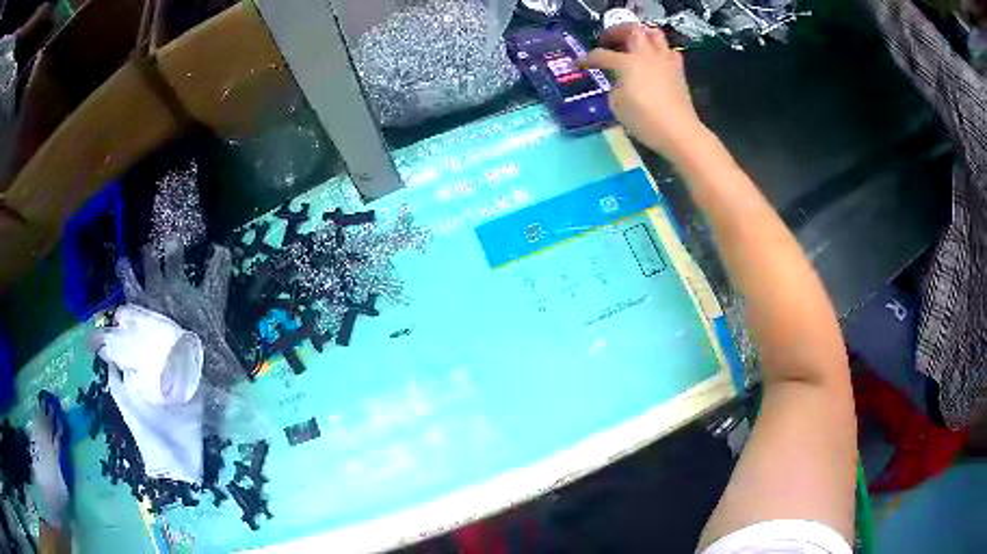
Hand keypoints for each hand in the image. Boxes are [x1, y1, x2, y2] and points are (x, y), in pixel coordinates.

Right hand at [580, 25, 707, 164]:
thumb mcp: (617, 105)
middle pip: (632, 30)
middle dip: (616, 32)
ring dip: (641, 34)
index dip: (586, 59)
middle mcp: (646, 55)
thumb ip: (614, 87)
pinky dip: (660, 50)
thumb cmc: (644, 120)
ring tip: (633, 44)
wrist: (679, 132)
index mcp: (627, 63)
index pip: (601, 55)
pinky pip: (670, 51)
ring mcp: (665, 61)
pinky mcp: (678, 71)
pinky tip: (655, 60)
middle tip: (608, 41)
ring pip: (654, 33)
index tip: (578, 64)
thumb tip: (620, 81)